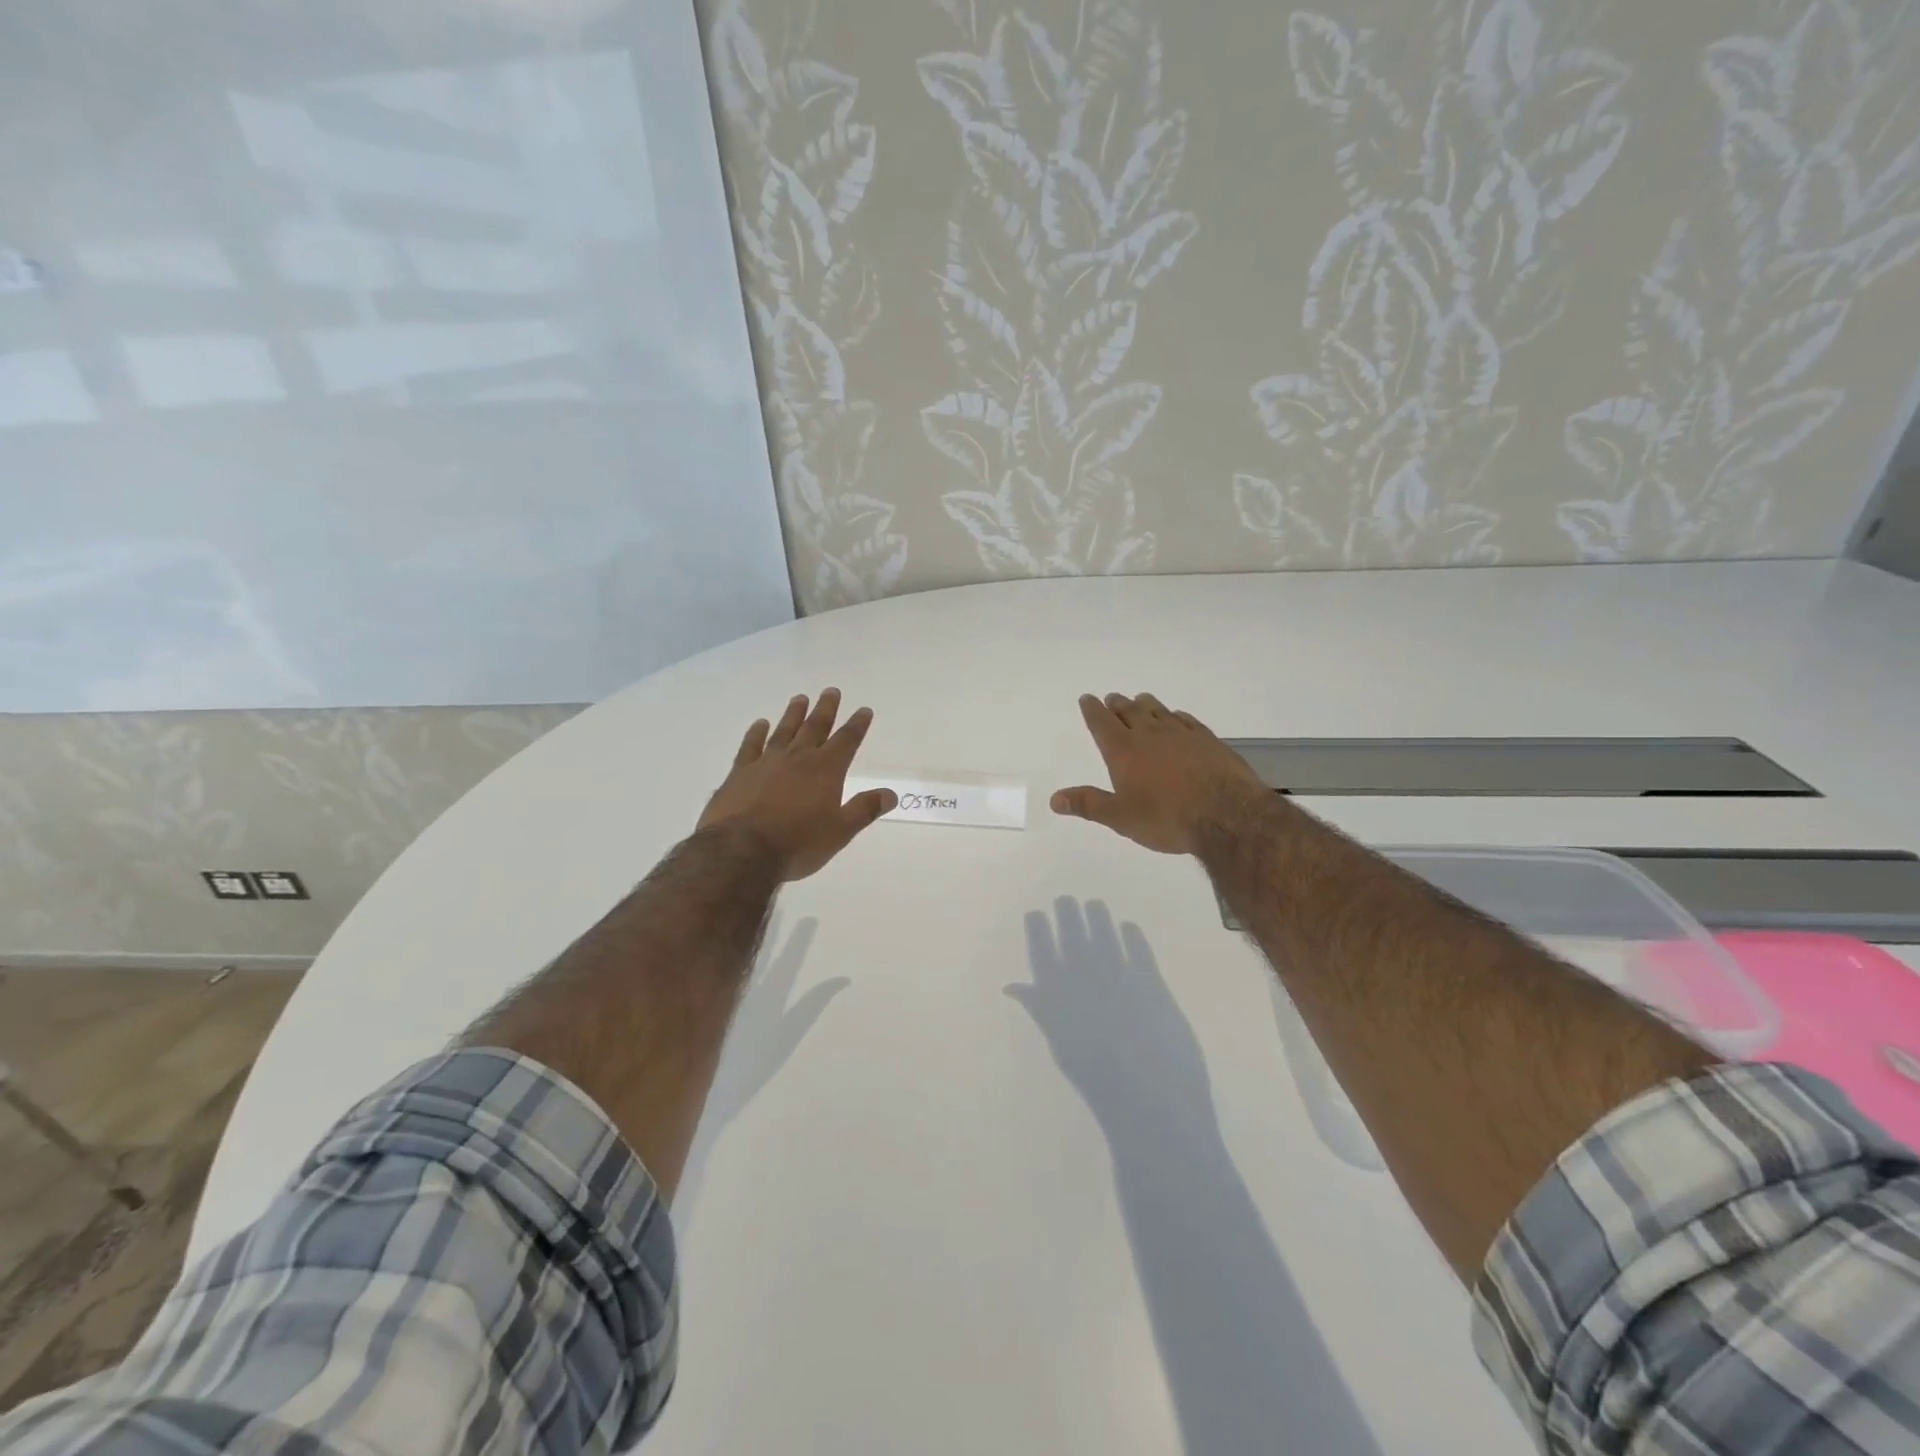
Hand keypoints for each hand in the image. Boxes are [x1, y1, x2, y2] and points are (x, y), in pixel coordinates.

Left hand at [698, 689, 895, 881]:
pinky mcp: (740, 772)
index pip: (846, 741)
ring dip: (794, 714)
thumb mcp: (840, 832)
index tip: (864, 710)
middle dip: (826, 709)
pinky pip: (750, 746)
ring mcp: (766, 762)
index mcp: (826, 770)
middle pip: (815, 727)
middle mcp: (798, 758)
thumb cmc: (798, 844)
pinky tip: (760, 724)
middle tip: (831, 691)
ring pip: (784, 731)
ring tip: (800, 698)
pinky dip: (756, 733)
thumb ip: (864, 809)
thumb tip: (891, 794)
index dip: (857, 725)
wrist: (741, 850)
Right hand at [1052, 693, 1266, 855]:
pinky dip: (1176, 716)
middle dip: (1117, 704)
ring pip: (1158, 711)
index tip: (1087, 699)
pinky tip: (1177, 717)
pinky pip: (1186, 720)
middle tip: (1111, 698)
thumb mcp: (1120, 818)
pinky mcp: (1208, 740)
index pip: (1102, 723)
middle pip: (1129, 711)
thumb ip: (1088, 804)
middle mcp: (1150, 735)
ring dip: (1145, 704)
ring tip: (1140, 700)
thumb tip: (1054, 799)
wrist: (1226, 814)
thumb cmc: (1166, 819)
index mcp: (1124, 751)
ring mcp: (1181, 734)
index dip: (1092, 710)